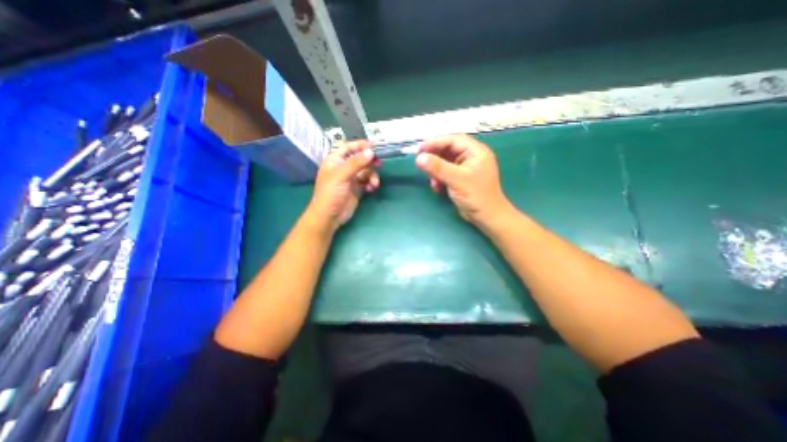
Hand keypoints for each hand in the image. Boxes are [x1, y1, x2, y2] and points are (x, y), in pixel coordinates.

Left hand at [305, 140, 379, 230]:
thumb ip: (356, 163)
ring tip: (374, 184)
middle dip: (369, 161)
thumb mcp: (342, 175)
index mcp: (335, 160)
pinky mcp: (357, 189)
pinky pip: (367, 181)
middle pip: (360, 159)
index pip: (348, 147)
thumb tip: (371, 152)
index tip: (373, 147)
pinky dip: (371, 183)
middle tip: (379, 163)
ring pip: (366, 171)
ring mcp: (351, 178)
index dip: (360, 146)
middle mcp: (344, 167)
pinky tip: (371, 188)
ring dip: (372, 176)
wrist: (329, 216)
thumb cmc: (330, 193)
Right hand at [417, 134, 511, 226]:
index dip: (435, 143)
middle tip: (421, 163)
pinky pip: (446, 172)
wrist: (486, 216)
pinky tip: (437, 187)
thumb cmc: (476, 195)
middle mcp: (471, 156)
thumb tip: (419, 158)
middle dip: (434, 158)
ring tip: (432, 181)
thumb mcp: (456, 179)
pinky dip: (439, 178)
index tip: (419, 149)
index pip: (453, 140)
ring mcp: (465, 168)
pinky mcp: (460, 178)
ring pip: (445, 162)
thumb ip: (438, 167)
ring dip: (436, 170)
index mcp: (476, 151)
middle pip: (448, 150)